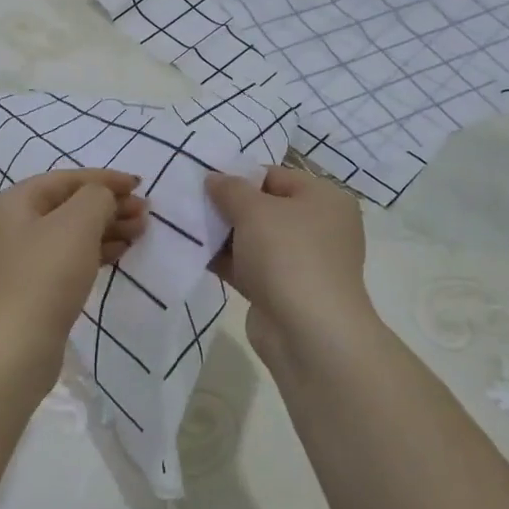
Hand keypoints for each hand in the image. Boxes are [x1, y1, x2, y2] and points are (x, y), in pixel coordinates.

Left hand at [0, 169, 146, 380]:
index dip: (105, 179)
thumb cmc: (45, 275)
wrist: (13, 348)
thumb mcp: (77, 223)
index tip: (140, 185)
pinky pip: (67, 259)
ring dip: (106, 229)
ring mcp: (19, 261)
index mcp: (14, 202)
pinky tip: (119, 254)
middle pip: (67, 206)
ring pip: (70, 234)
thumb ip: (97, 197)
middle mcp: (11, 226)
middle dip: (108, 205)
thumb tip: (103, 197)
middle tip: (145, 213)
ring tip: (140, 232)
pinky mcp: (30, 290)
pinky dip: (94, 252)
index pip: (66, 179)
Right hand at [205, 166, 374, 368]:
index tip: (203, 181)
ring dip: (222, 236)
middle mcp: (319, 227)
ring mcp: (302, 262)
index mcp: (324, 199)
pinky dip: (226, 262)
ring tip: (184, 227)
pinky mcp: (283, 291)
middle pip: (264, 208)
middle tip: (189, 203)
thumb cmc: (288, 255)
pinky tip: (193, 255)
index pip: (275, 176)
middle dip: (227, 207)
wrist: (308, 332)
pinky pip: (249, 267)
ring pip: (254, 240)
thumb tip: (214, 178)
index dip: (238, 176)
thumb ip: (230, 189)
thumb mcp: (254, 210)